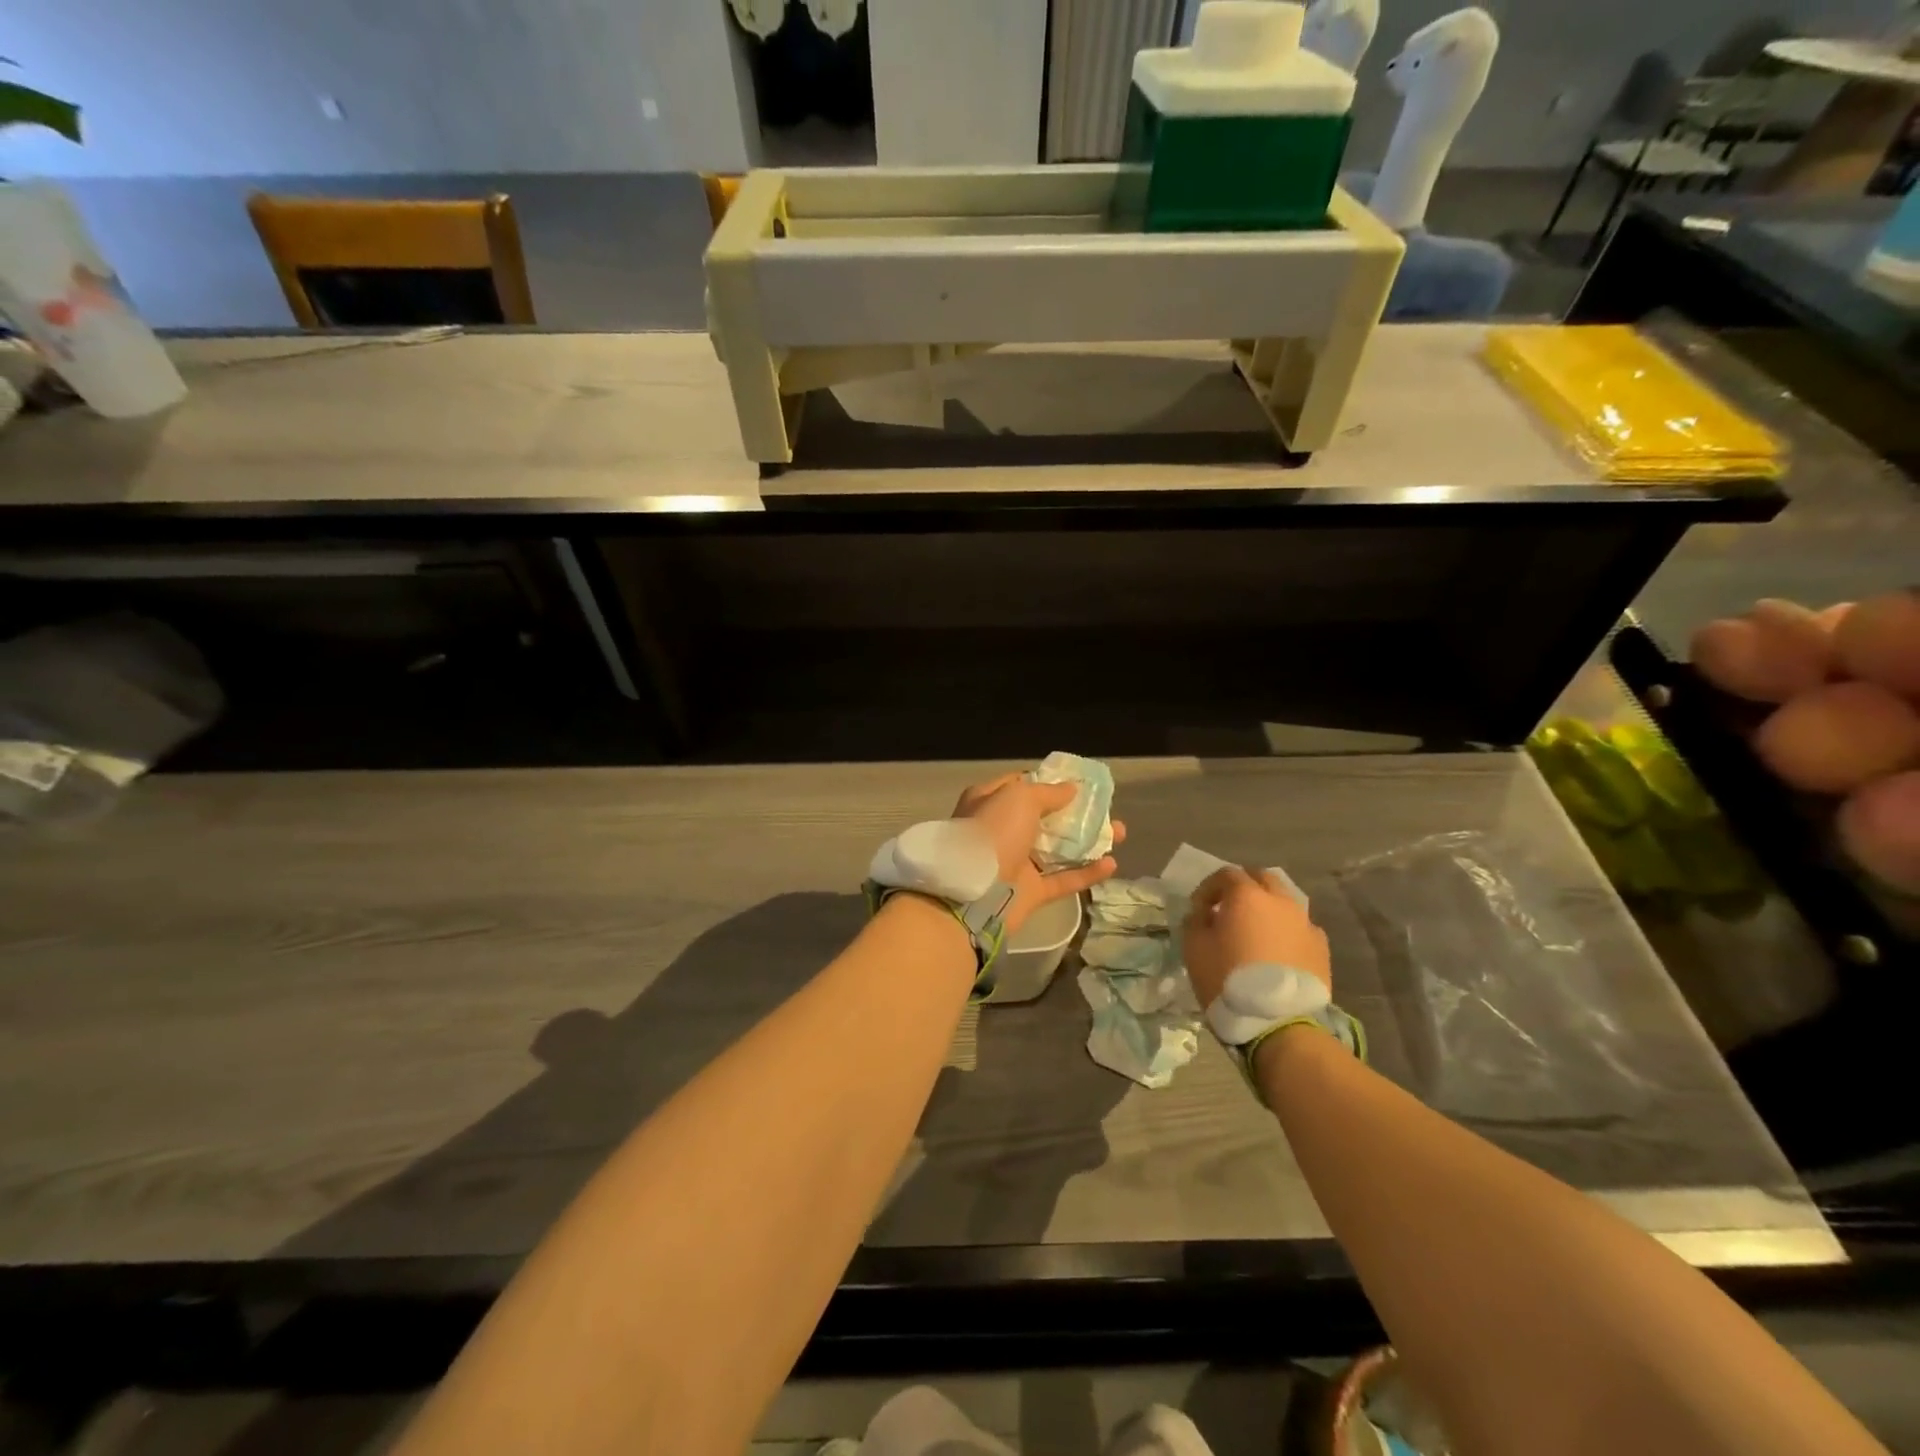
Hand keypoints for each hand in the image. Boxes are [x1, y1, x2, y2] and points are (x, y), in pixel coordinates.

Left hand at [953, 773, 1124, 933]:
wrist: (972, 895)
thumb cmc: (993, 834)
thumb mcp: (1019, 798)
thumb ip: (1048, 792)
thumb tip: (1071, 789)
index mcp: (989, 803)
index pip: (1021, 785)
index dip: (1048, 782)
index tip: (1078, 782)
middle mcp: (1001, 831)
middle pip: (1045, 818)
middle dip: (1076, 814)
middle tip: (1106, 809)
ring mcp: (1016, 863)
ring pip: (1058, 849)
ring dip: (1088, 841)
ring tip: (1120, 833)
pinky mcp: (1030, 892)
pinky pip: (1063, 879)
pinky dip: (1086, 873)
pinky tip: (1112, 864)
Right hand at [1182, 867, 1330, 1009]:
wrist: (1280, 1022)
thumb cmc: (1228, 980)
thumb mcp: (1194, 948)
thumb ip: (1195, 922)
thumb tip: (1203, 913)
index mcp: (1247, 895)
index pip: (1226, 874)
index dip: (1208, 888)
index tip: (1198, 909)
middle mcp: (1280, 901)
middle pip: (1262, 878)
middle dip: (1243, 887)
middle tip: (1228, 910)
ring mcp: (1305, 923)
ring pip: (1284, 902)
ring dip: (1267, 909)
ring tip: (1255, 933)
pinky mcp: (1321, 948)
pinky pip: (1300, 927)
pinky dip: (1286, 931)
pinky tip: (1278, 951)